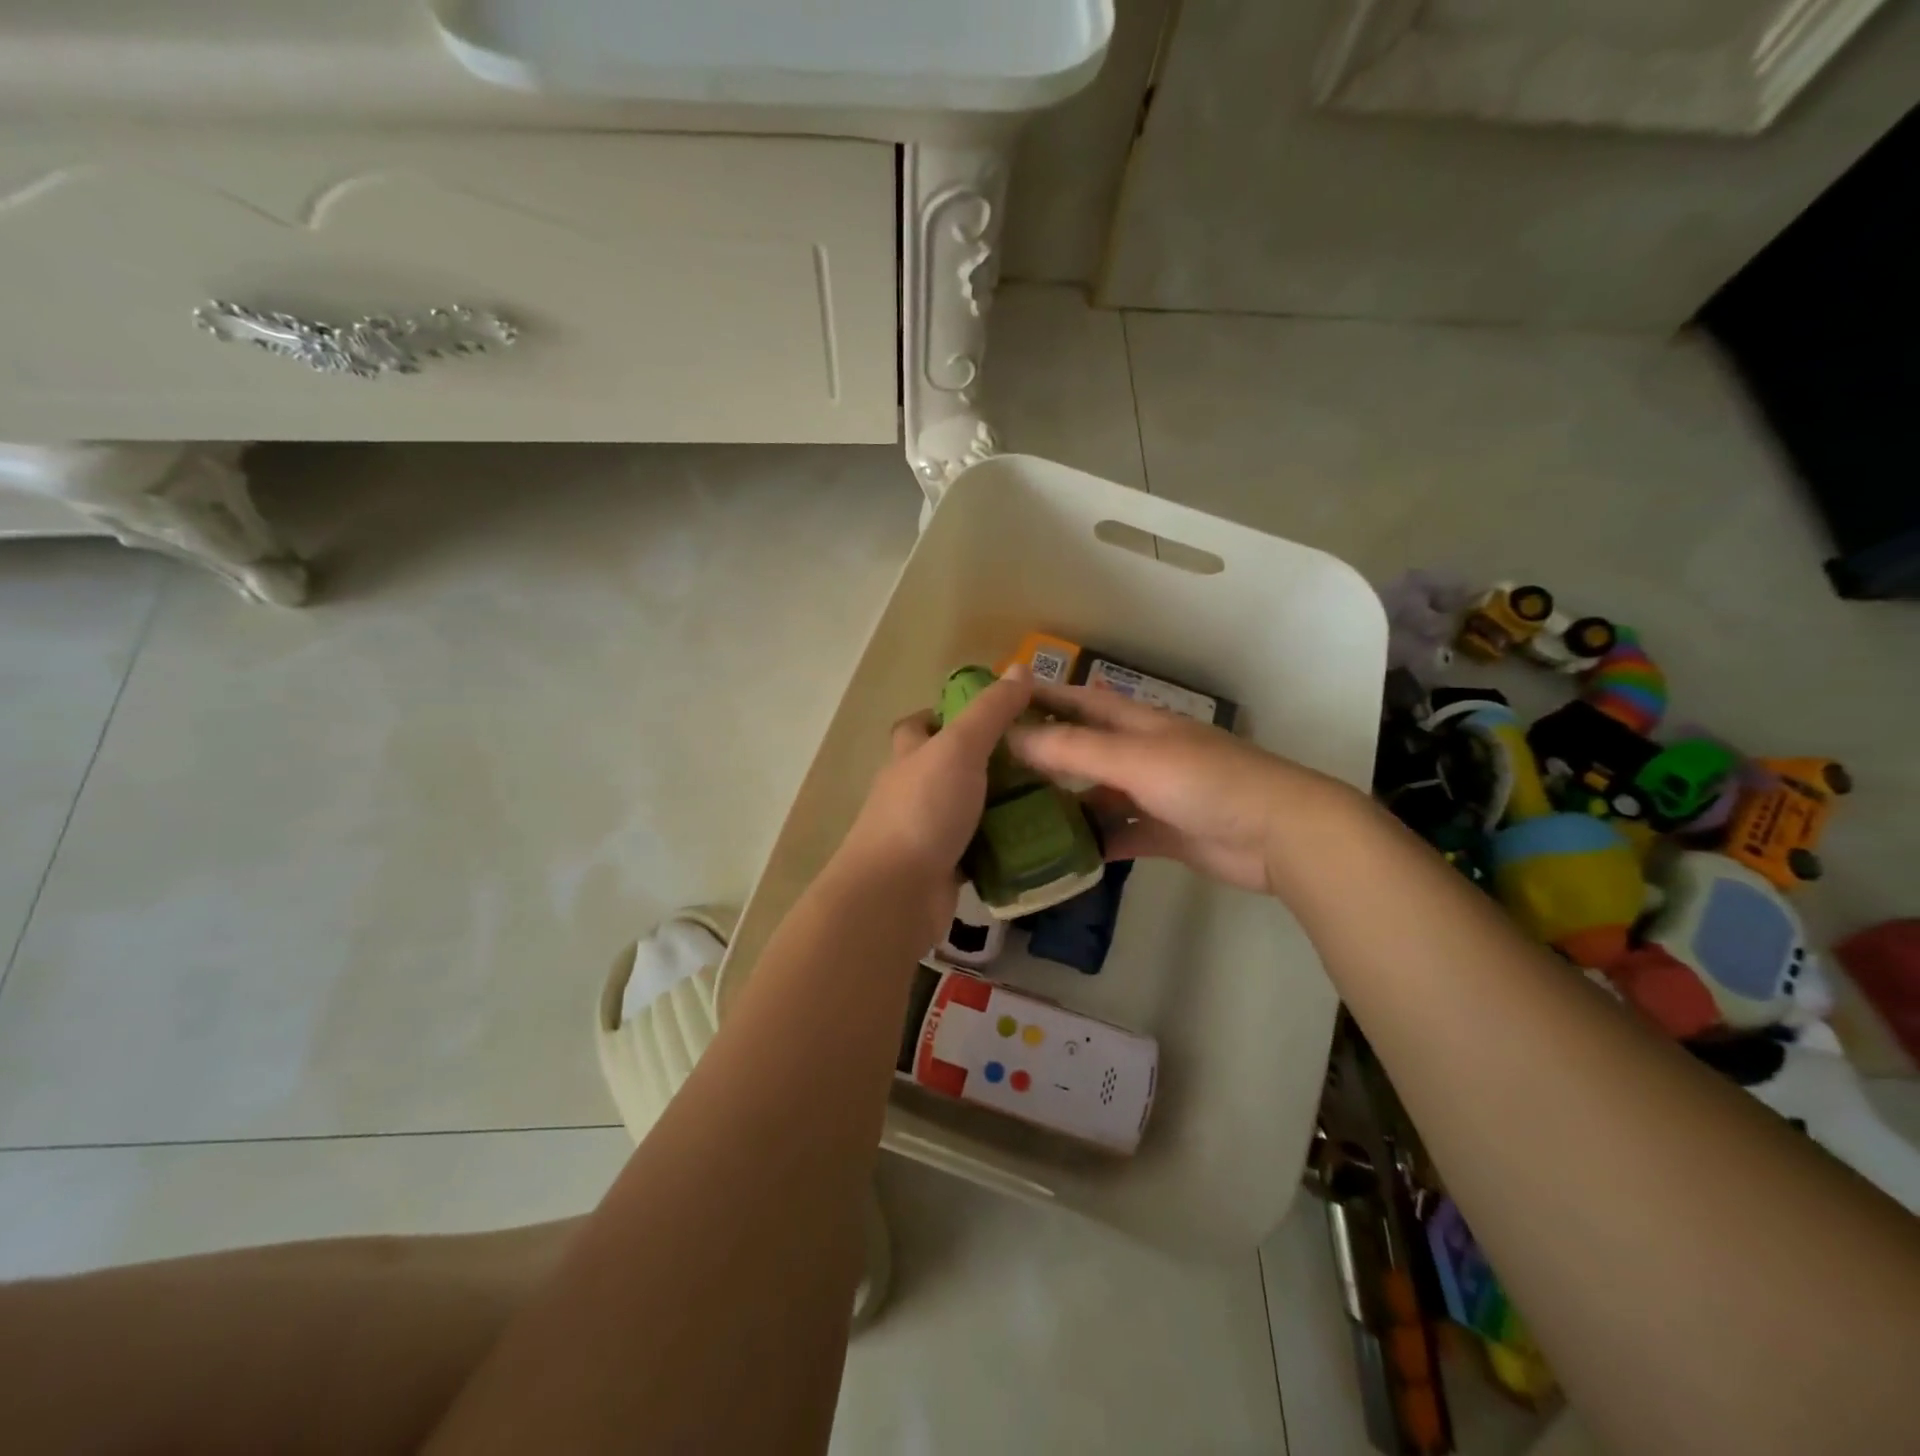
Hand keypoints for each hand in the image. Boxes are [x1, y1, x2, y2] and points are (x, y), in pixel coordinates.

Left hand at [837, 665, 1034, 911]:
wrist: (896, 895)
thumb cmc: (923, 811)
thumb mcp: (960, 749)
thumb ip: (991, 711)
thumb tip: (1020, 668)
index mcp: (910, 757)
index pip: (919, 726)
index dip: (947, 714)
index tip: (992, 715)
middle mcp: (913, 792)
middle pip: (947, 768)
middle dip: (986, 763)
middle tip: (1036, 759)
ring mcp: (926, 832)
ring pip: (966, 810)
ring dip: (1000, 805)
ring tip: (1050, 797)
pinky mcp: (943, 869)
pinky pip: (978, 850)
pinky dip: (1002, 846)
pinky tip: (1037, 841)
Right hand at [1008, 683, 1355, 896]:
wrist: (1279, 834)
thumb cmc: (1206, 782)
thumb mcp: (1134, 758)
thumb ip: (1073, 750)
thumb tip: (1012, 736)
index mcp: (1139, 723)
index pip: (1082, 702)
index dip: (1045, 698)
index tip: (999, 703)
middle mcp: (1144, 754)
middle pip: (1086, 749)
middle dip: (1047, 754)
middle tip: (997, 769)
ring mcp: (1156, 795)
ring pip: (1100, 795)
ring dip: (1067, 802)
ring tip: (1019, 816)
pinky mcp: (1166, 833)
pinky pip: (1121, 834)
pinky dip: (1096, 842)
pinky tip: (1064, 854)